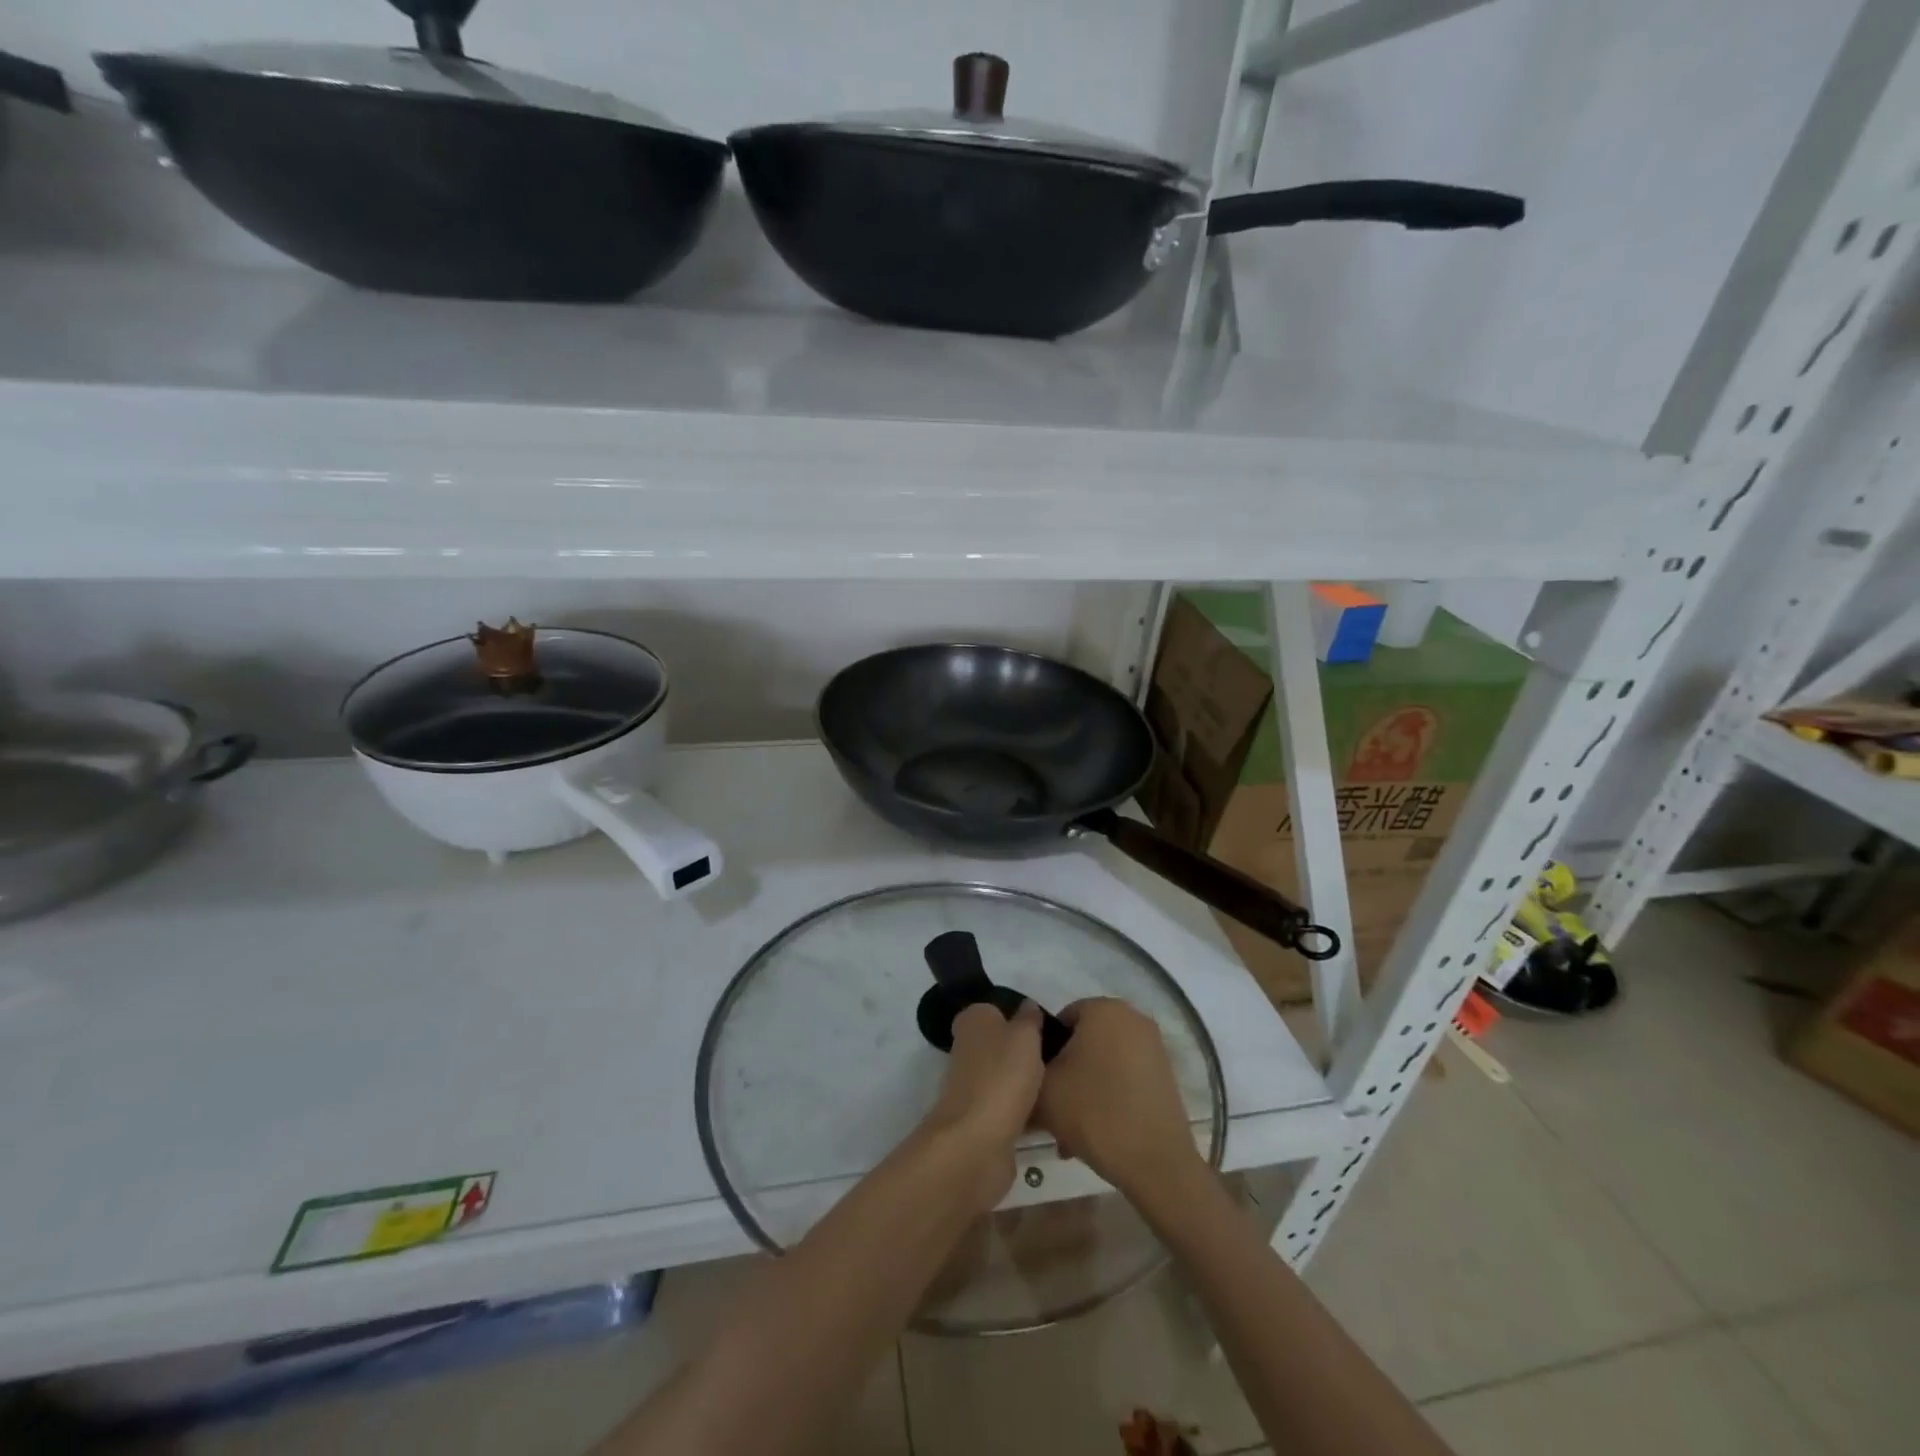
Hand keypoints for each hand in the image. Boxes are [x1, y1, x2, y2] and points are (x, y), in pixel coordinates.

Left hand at [921, 1000, 1044, 1210]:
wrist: (977, 1141)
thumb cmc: (1003, 1075)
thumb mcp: (1025, 1036)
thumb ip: (1029, 1019)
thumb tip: (1027, 1005)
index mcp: (973, 1020)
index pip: (997, 1010)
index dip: (1022, 1018)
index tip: (1050, 1029)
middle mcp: (968, 1048)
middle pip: (1003, 1044)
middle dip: (1027, 1053)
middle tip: (1062, 1058)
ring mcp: (973, 1085)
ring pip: (1008, 1077)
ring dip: (1029, 1084)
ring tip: (1063, 1086)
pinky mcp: (981, 1118)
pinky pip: (1010, 1107)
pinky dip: (1027, 1112)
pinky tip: (1052, 1115)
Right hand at [1034, 998, 1202, 1197]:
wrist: (1156, 1161)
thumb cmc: (1094, 1112)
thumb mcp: (1043, 1088)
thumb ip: (1029, 1065)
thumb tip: (1029, 1064)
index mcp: (1103, 1008)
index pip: (1059, 1020)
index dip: (1043, 1053)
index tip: (1038, 1086)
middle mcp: (1132, 1017)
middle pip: (1083, 1043)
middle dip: (1066, 1075)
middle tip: (1051, 1113)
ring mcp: (1153, 1046)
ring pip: (1103, 1063)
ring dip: (1084, 1090)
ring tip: (1070, 1133)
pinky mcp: (1165, 1074)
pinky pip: (1124, 1077)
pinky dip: (1109, 1097)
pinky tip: (1097, 1132)